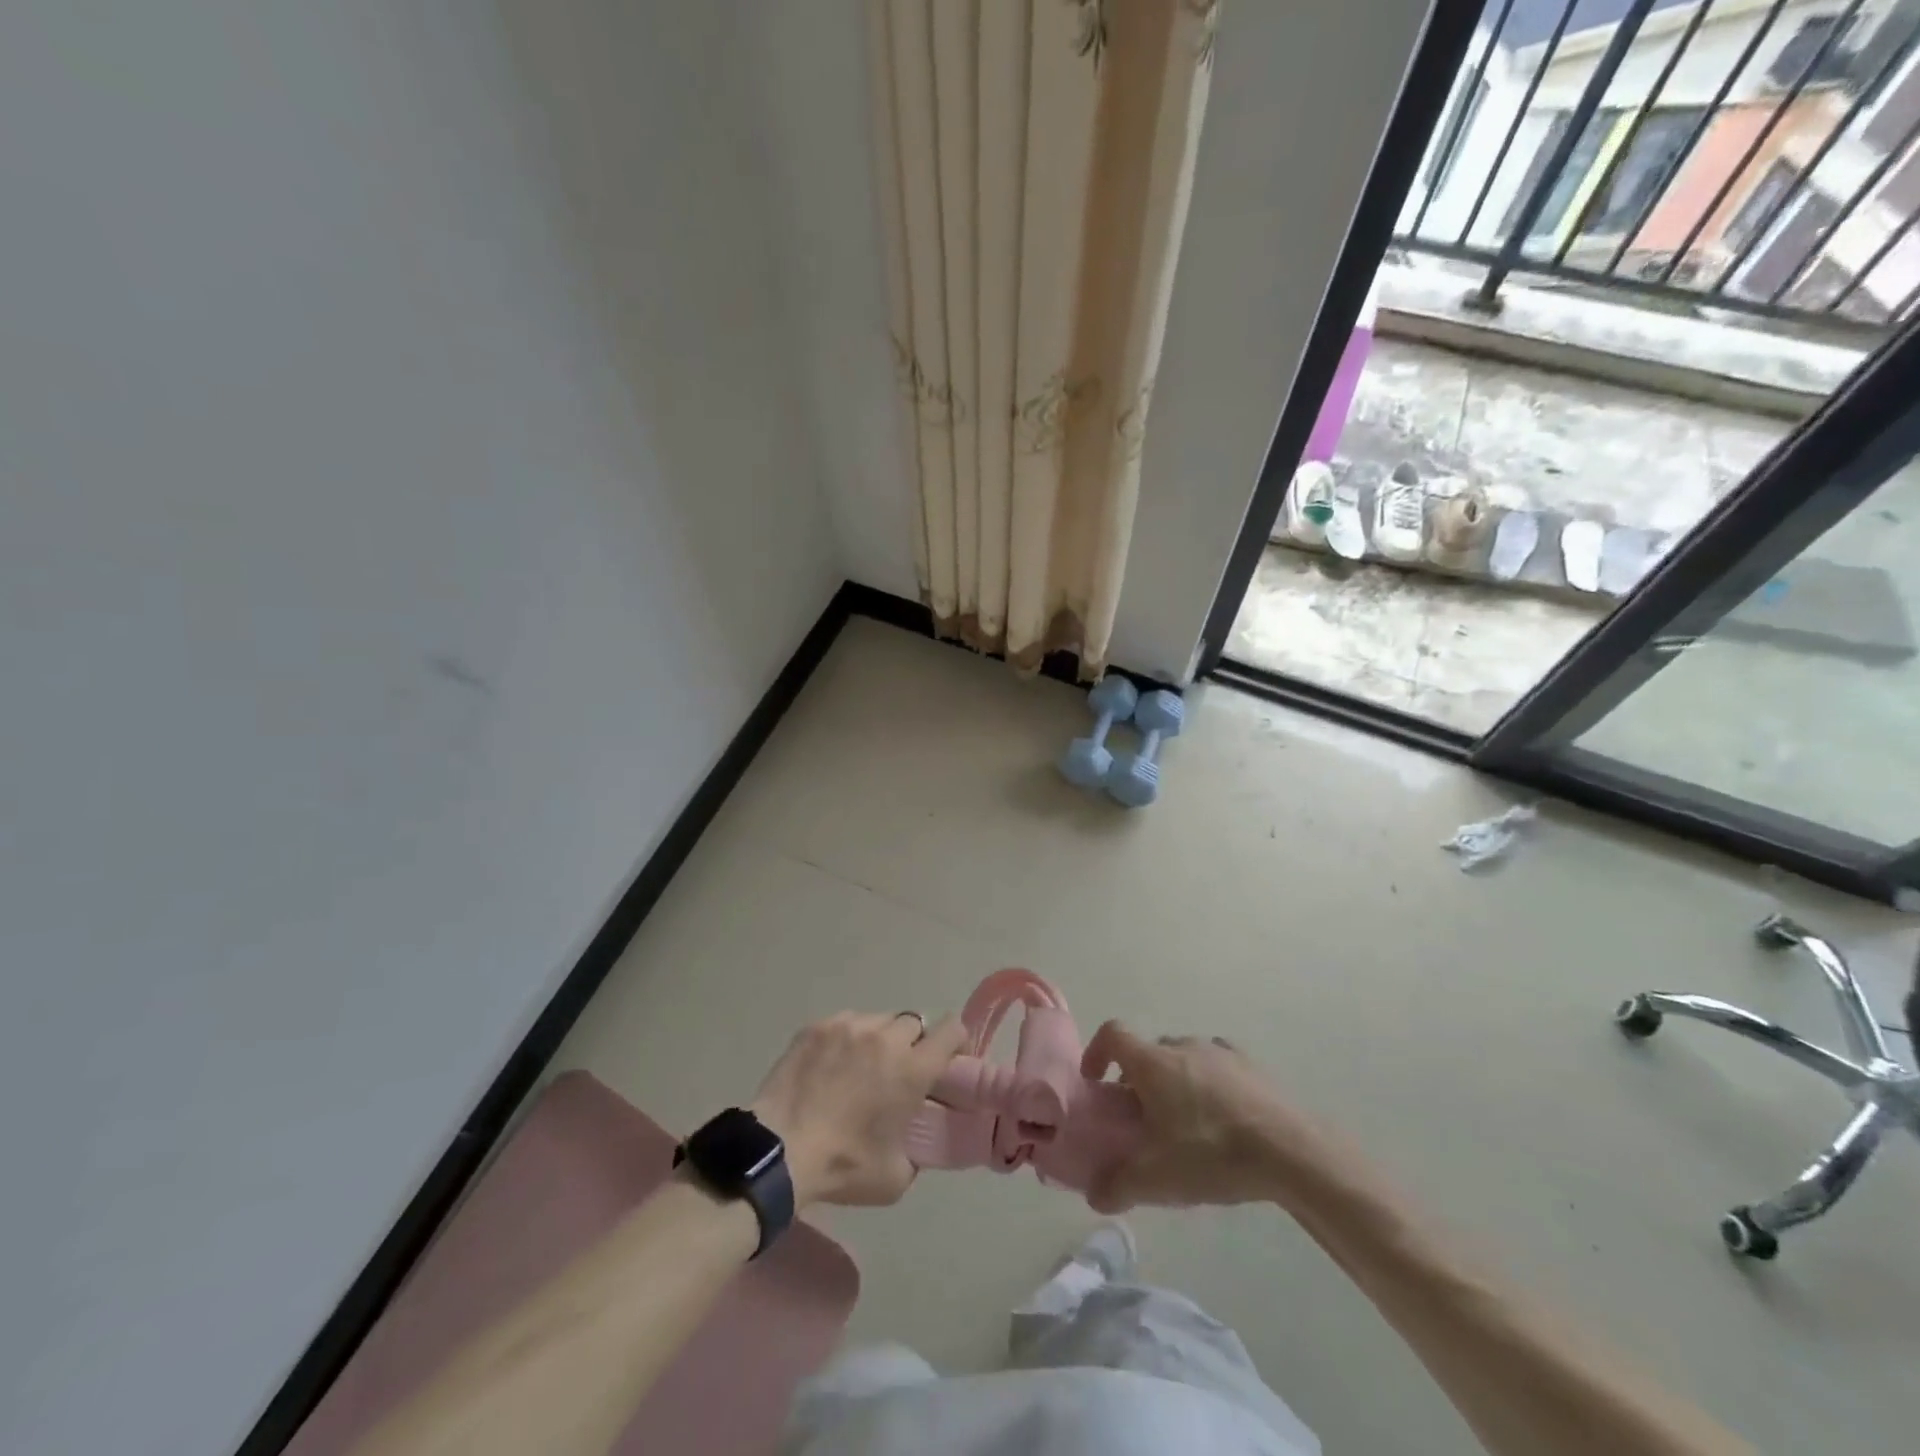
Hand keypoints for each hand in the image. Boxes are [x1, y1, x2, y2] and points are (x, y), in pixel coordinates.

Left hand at [751, 1011, 967, 1208]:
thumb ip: (917, 1148)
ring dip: (879, 1039)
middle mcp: (886, 1038)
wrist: (780, 1150)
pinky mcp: (818, 1026)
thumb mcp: (897, 1176)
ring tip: (861, 1067)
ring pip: (879, 1020)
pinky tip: (832, 1064)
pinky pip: (846, 1022)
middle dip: (912, 1044)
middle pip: (914, 1023)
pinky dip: (847, 1038)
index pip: (951, 1030)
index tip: (947, 1059)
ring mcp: (850, 1026)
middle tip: (898, 1071)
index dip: (954, 1041)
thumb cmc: (843, 1166)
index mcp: (912, 1069)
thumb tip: (914, 1137)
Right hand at [1079, 1021, 1326, 1214]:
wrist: (1291, 1150)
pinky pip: (1218, 1065)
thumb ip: (1118, 1185)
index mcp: (1152, 1062)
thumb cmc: (1212, 1154)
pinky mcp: (1251, 1064)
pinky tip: (1223, 1118)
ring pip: (1183, 1058)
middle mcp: (1182, 1045)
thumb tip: (1094, 1196)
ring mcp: (1219, 1051)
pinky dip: (1210, 1083)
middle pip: (1148, 1051)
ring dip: (1175, 1080)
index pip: (1112, 1034)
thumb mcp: (1158, 1179)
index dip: (1097, 1052)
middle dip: (1138, 1079)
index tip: (1096, 1082)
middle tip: (1142, 1119)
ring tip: (1186, 1123)